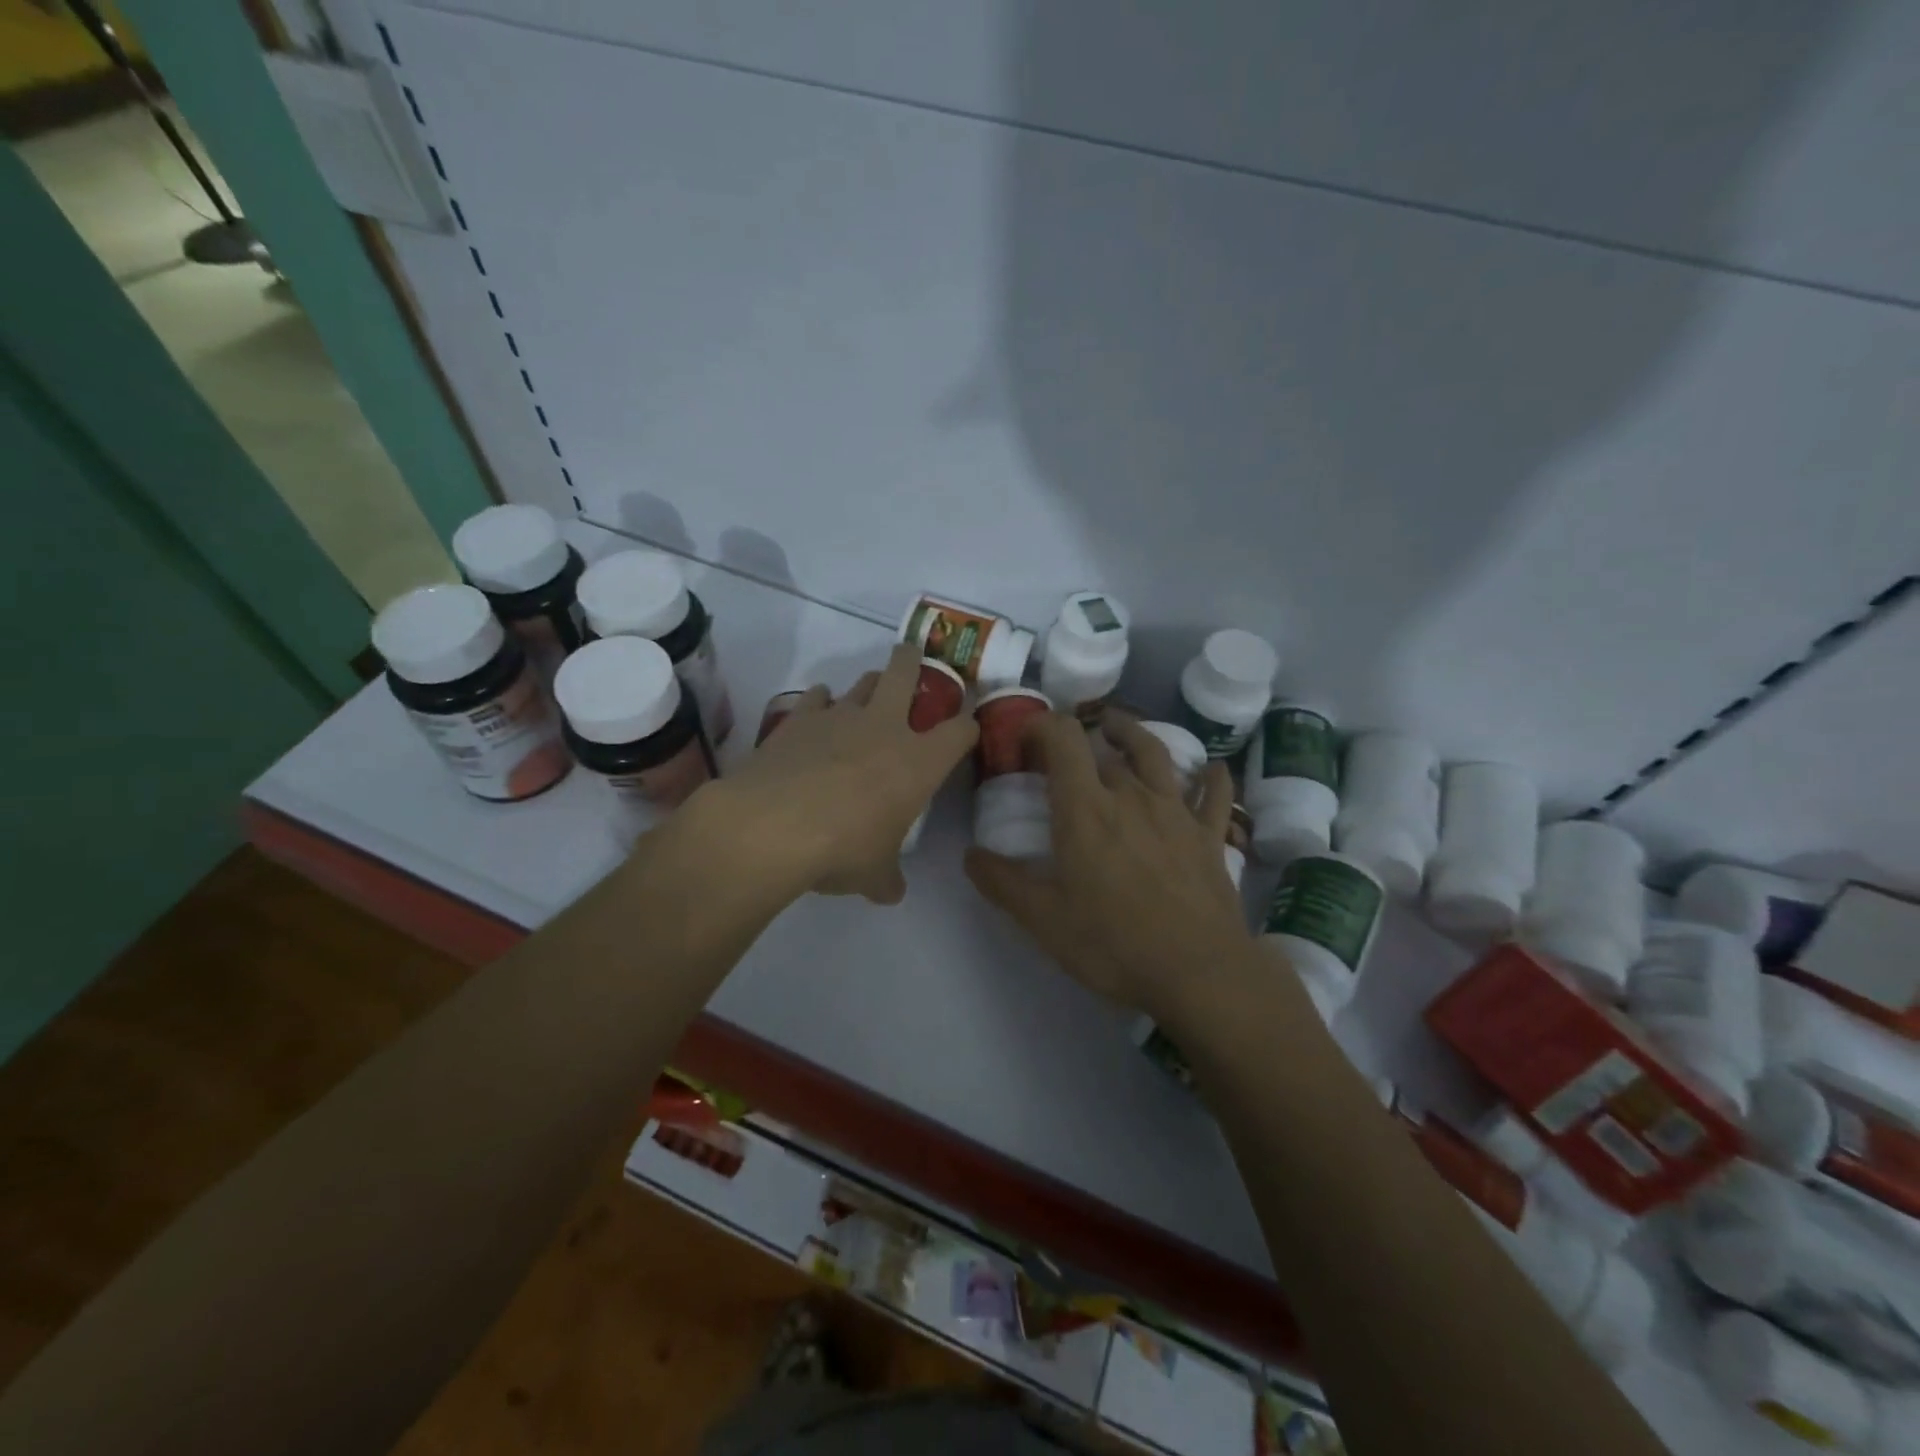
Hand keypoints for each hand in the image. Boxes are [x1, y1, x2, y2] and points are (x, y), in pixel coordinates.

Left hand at [711, 643, 976, 903]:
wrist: (772, 826)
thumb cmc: (842, 849)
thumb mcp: (874, 875)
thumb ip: (887, 878)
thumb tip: (891, 892)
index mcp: (919, 762)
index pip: (959, 732)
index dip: (967, 727)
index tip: (966, 728)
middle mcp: (885, 727)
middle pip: (905, 673)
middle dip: (912, 660)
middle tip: (912, 656)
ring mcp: (839, 716)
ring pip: (862, 682)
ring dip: (869, 684)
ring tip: (868, 694)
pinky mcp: (798, 718)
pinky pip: (816, 698)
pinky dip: (821, 702)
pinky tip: (817, 711)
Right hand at [965, 712, 1251, 1019]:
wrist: (1199, 972)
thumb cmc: (1113, 943)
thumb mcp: (1043, 920)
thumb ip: (1002, 883)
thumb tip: (970, 855)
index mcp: (1085, 808)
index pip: (1063, 738)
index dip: (1042, 725)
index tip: (1024, 738)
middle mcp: (1130, 795)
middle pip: (1103, 747)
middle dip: (1077, 739)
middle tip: (1061, 754)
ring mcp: (1175, 812)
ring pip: (1155, 754)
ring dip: (1134, 735)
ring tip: (1118, 728)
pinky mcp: (1209, 835)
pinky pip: (1213, 795)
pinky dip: (1212, 778)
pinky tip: (1214, 770)